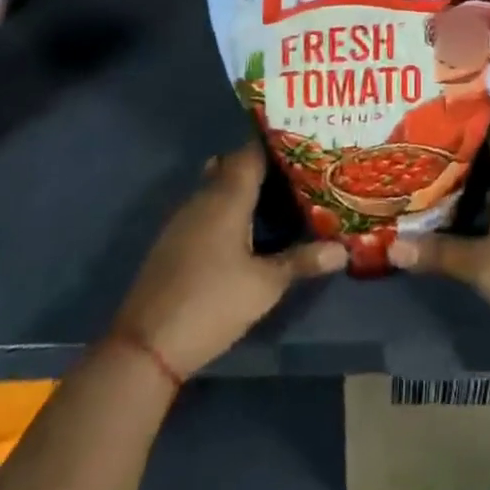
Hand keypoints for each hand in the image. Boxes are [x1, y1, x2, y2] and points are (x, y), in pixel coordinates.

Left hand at [114, 141, 346, 376]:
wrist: (146, 344)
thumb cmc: (211, 304)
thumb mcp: (265, 286)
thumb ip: (302, 261)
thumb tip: (343, 249)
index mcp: (227, 195)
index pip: (252, 151)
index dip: (277, 144)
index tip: (305, 145)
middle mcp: (204, 196)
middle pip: (235, 165)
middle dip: (264, 165)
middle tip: (299, 172)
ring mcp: (184, 217)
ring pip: (218, 185)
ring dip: (244, 187)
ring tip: (279, 197)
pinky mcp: (174, 239)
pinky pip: (206, 206)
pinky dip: (227, 207)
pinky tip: (246, 229)